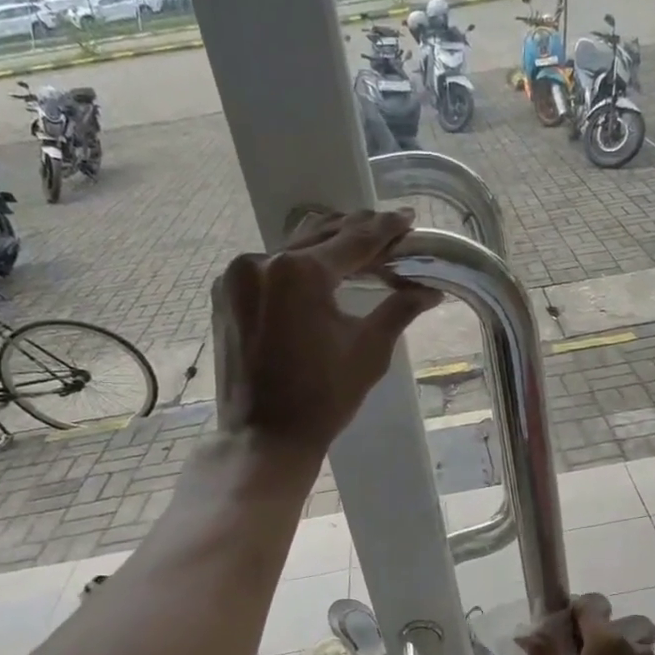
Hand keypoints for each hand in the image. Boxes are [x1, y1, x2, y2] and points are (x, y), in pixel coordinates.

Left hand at [212, 209, 440, 456]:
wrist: (264, 437)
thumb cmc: (323, 399)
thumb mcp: (368, 352)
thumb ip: (398, 309)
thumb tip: (430, 290)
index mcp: (300, 273)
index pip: (354, 240)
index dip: (385, 229)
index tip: (407, 217)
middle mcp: (261, 261)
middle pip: (320, 235)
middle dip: (357, 231)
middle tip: (388, 228)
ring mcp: (236, 276)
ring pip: (291, 248)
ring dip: (326, 245)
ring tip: (357, 246)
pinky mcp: (225, 294)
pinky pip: (268, 267)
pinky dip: (297, 266)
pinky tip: (318, 272)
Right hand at [518, 594, 654, 654]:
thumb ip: (542, 650)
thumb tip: (528, 630)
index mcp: (606, 639)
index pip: (591, 604)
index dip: (573, 613)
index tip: (561, 634)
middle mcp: (634, 645)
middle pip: (613, 623)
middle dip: (595, 633)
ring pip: (630, 642)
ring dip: (614, 650)